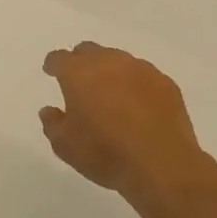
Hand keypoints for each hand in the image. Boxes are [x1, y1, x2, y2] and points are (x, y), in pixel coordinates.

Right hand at [40, 42, 216, 207]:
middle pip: (90, 51)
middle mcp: (109, 63)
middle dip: (81, 62)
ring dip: (110, 71)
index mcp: (79, 73)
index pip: (60, 58)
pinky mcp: (166, 83)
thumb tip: (50, 111)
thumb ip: (53, 124)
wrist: (162, 166)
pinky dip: (135, 84)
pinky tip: (137, 104)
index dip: (53, 64)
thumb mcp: (65, 146)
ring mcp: (141, 70)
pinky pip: (144, 76)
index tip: (51, 72)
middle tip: (79, 82)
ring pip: (119, 60)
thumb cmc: (105, 154)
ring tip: (110, 94)